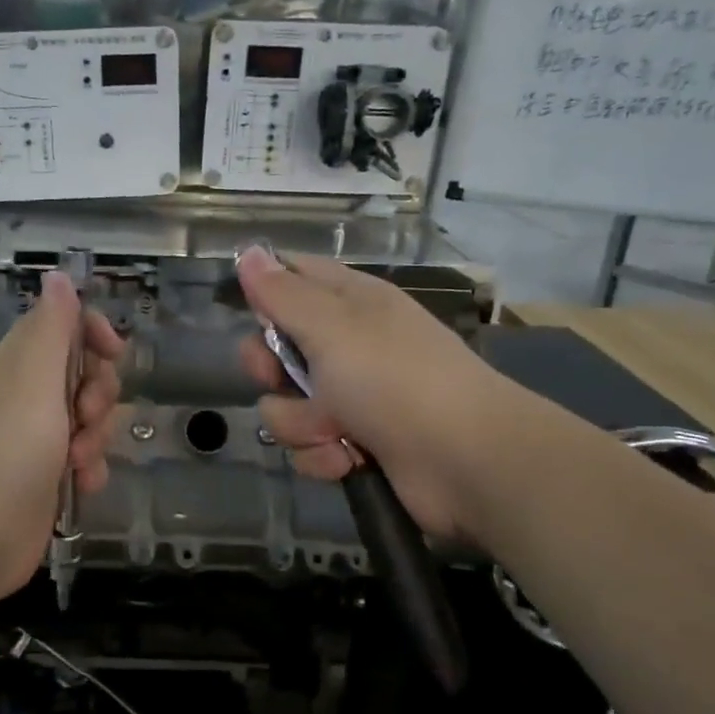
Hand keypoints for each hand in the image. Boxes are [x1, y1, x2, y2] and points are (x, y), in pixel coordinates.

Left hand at [0, 271, 124, 608]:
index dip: (94, 333)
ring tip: (77, 459)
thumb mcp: (34, 380)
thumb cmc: (6, 451)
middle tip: (85, 414)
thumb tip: (57, 275)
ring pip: (90, 418)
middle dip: (99, 392)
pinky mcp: (46, 476)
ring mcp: (36, 437)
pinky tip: (82, 485)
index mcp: (19, 363)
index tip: (113, 353)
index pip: (63, 324)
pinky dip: (89, 469)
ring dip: (97, 435)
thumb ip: (52, 328)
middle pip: (84, 371)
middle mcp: (27, 394)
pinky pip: (85, 458)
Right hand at [237, 246, 512, 540]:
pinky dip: (324, 455)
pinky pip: (309, 445)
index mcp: (349, 302)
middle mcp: (349, 345)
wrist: (467, 461)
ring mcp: (353, 397)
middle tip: (280, 379)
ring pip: (287, 405)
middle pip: (278, 348)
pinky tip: (347, 459)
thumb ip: (282, 294)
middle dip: (270, 371)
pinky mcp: (355, 443)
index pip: (295, 277)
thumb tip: (247, 252)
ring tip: (333, 430)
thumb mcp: (331, 327)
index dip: (265, 291)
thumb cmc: (395, 379)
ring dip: (301, 424)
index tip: (250, 312)